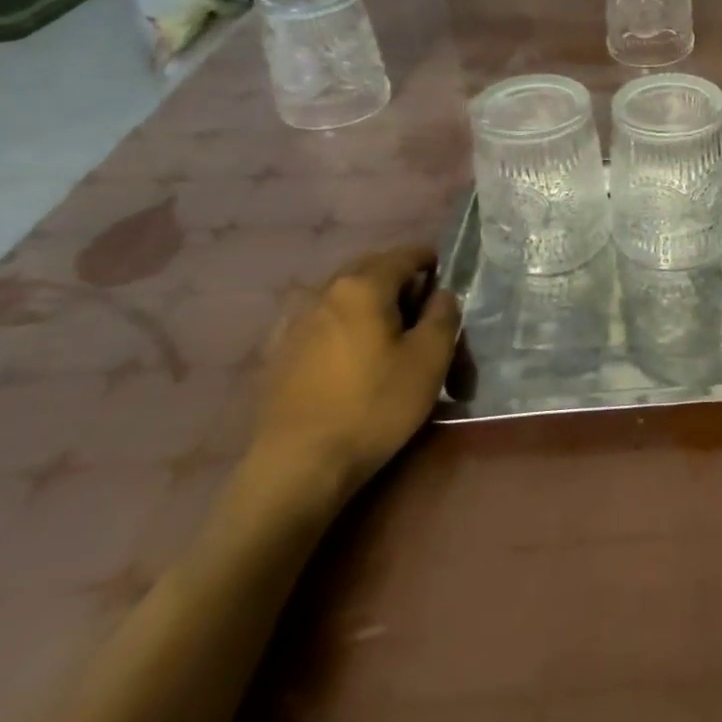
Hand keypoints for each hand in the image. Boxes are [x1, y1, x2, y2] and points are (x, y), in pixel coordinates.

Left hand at [249, 245, 459, 496]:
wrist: (298, 466)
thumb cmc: (374, 405)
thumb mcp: (430, 359)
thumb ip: (443, 316)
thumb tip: (441, 294)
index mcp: (363, 286)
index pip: (403, 255)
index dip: (428, 259)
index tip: (445, 273)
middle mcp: (324, 293)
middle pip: (367, 269)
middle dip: (395, 276)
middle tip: (419, 302)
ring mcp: (293, 323)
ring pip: (339, 294)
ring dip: (365, 300)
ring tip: (384, 327)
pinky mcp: (276, 355)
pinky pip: (317, 321)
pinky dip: (339, 323)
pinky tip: (347, 350)